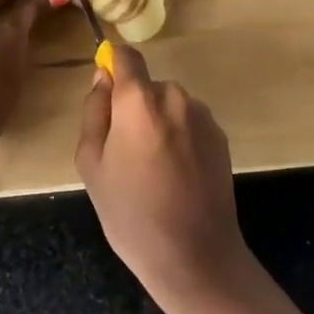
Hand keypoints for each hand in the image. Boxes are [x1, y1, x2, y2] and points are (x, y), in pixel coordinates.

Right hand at [73, 45, 250, 313]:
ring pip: (168, 106)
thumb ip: (93, 112)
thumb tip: (102, 78)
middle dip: (133, 108)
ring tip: (153, 170)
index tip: (105, 90)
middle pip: (146, 87)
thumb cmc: (132, 214)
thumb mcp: (92, 165)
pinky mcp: (220, 137)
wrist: (196, 257)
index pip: (126, 56)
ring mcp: (202, 117)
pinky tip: (177, 176)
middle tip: (124, 153)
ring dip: (158, 123)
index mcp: (139, 102)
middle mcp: (175, 97)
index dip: (113, 64)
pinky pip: (189, 123)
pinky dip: (179, 138)